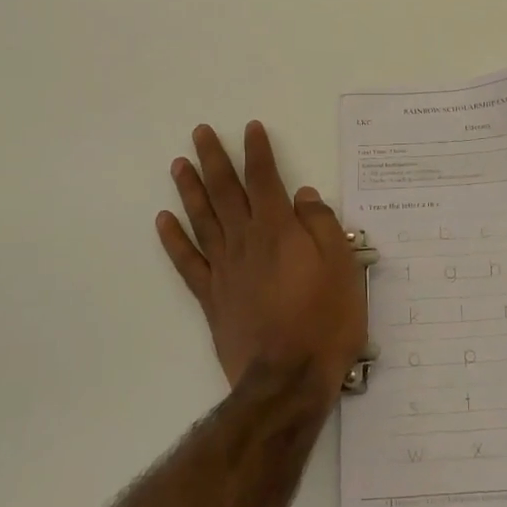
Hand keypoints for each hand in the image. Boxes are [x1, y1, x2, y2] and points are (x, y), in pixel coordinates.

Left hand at [156, 122, 366, 402]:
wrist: (288, 378)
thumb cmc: (325, 319)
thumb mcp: (342, 265)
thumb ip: (321, 225)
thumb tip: (303, 194)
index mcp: (278, 230)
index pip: (265, 179)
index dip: (257, 152)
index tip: (250, 128)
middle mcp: (245, 242)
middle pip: (225, 192)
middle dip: (213, 159)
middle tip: (200, 132)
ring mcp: (223, 270)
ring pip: (201, 219)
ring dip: (189, 189)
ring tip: (178, 163)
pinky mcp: (211, 297)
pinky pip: (187, 262)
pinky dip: (174, 239)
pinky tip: (163, 221)